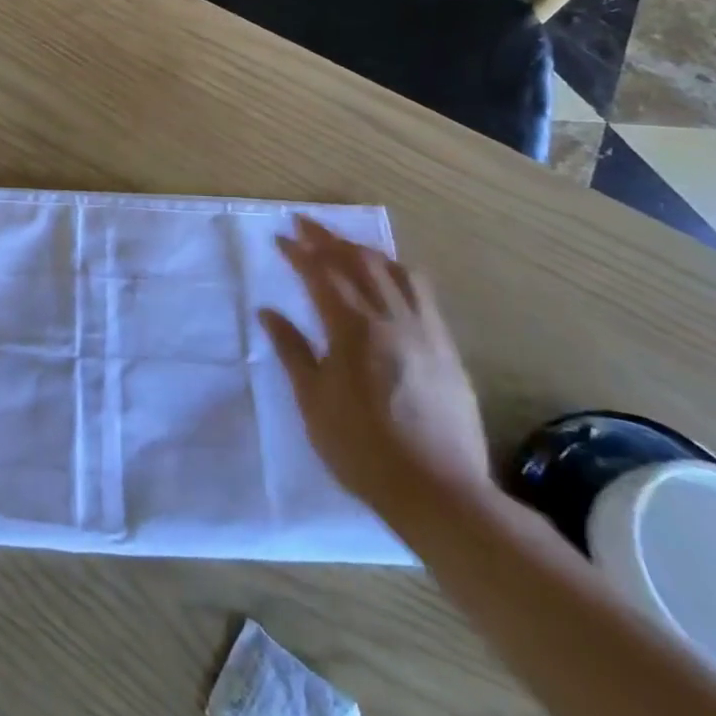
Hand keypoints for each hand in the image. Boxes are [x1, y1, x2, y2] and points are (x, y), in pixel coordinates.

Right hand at [260, 216, 491, 528]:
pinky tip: (391, 279)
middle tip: (305, 224)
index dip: (299, 252)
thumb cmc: (361, 448)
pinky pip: (422, 293)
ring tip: (345, 245)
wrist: (438, 491)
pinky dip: (399, 273)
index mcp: (353, 329)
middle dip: (329, 239)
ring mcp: (426, 331)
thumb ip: (292, 350)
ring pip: (396, 271)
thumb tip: (268, 312)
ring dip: (365, 250)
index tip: (279, 237)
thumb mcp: (313, 400)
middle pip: (359, 262)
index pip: (322, 275)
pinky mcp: (447, 348)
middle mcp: (392, 319)